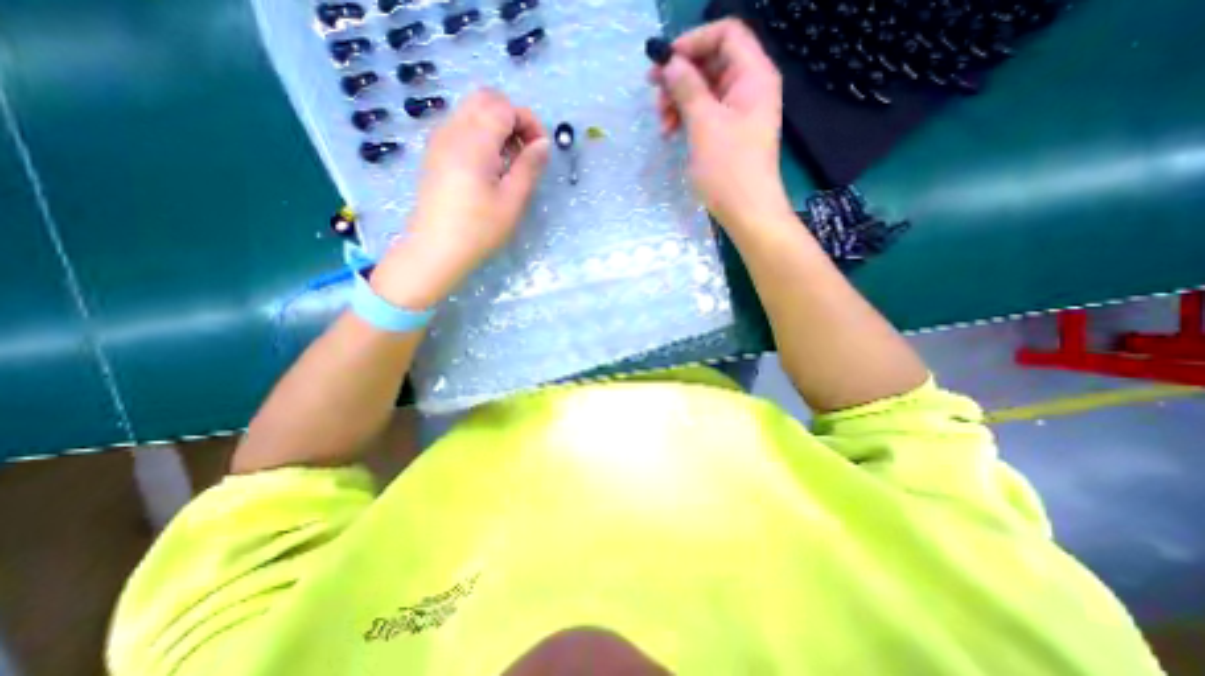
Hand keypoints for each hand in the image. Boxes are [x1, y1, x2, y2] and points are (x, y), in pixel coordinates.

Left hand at [372, 88, 550, 307]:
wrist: (435, 250)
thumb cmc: (478, 229)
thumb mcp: (512, 201)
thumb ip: (529, 167)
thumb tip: (543, 143)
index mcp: (474, 141)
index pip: (504, 107)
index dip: (529, 122)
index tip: (541, 150)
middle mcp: (452, 130)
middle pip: (485, 99)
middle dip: (512, 117)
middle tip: (526, 151)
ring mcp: (439, 140)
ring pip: (471, 110)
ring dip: (497, 125)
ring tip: (510, 162)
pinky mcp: (435, 153)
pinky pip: (460, 126)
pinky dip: (481, 134)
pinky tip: (489, 166)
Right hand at [650, 19, 793, 230]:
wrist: (747, 212)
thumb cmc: (728, 168)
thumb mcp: (704, 124)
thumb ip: (687, 88)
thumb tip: (670, 64)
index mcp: (753, 75)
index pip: (726, 34)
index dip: (693, 42)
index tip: (664, 63)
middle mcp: (749, 88)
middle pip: (712, 63)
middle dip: (680, 77)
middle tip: (654, 95)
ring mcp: (739, 113)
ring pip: (705, 91)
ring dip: (679, 101)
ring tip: (662, 124)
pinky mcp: (729, 134)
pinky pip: (706, 114)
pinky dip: (687, 119)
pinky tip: (671, 133)